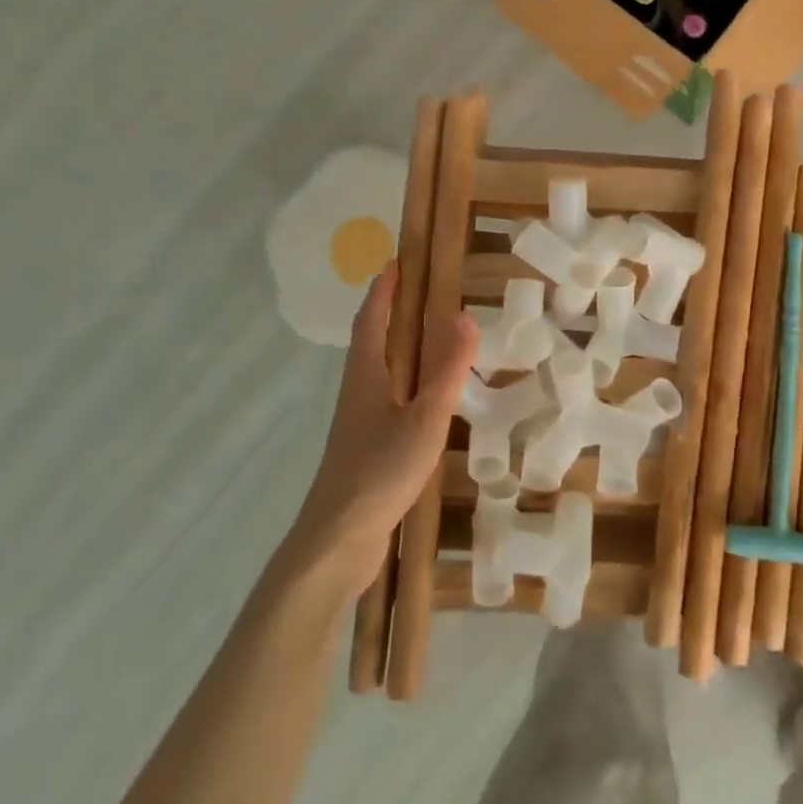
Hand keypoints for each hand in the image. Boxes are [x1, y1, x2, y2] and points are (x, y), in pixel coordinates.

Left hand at [290, 264, 478, 590]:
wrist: (338, 541)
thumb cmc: (380, 471)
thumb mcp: (425, 417)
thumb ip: (447, 370)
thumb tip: (464, 316)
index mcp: (366, 377)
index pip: (373, 320)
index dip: (385, 291)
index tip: (397, 262)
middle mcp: (358, 393)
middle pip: (372, 343)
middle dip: (391, 314)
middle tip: (422, 293)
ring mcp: (359, 424)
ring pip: (379, 373)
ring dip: (398, 349)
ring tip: (430, 339)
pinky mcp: (365, 450)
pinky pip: (388, 401)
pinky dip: (406, 384)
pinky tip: (425, 401)